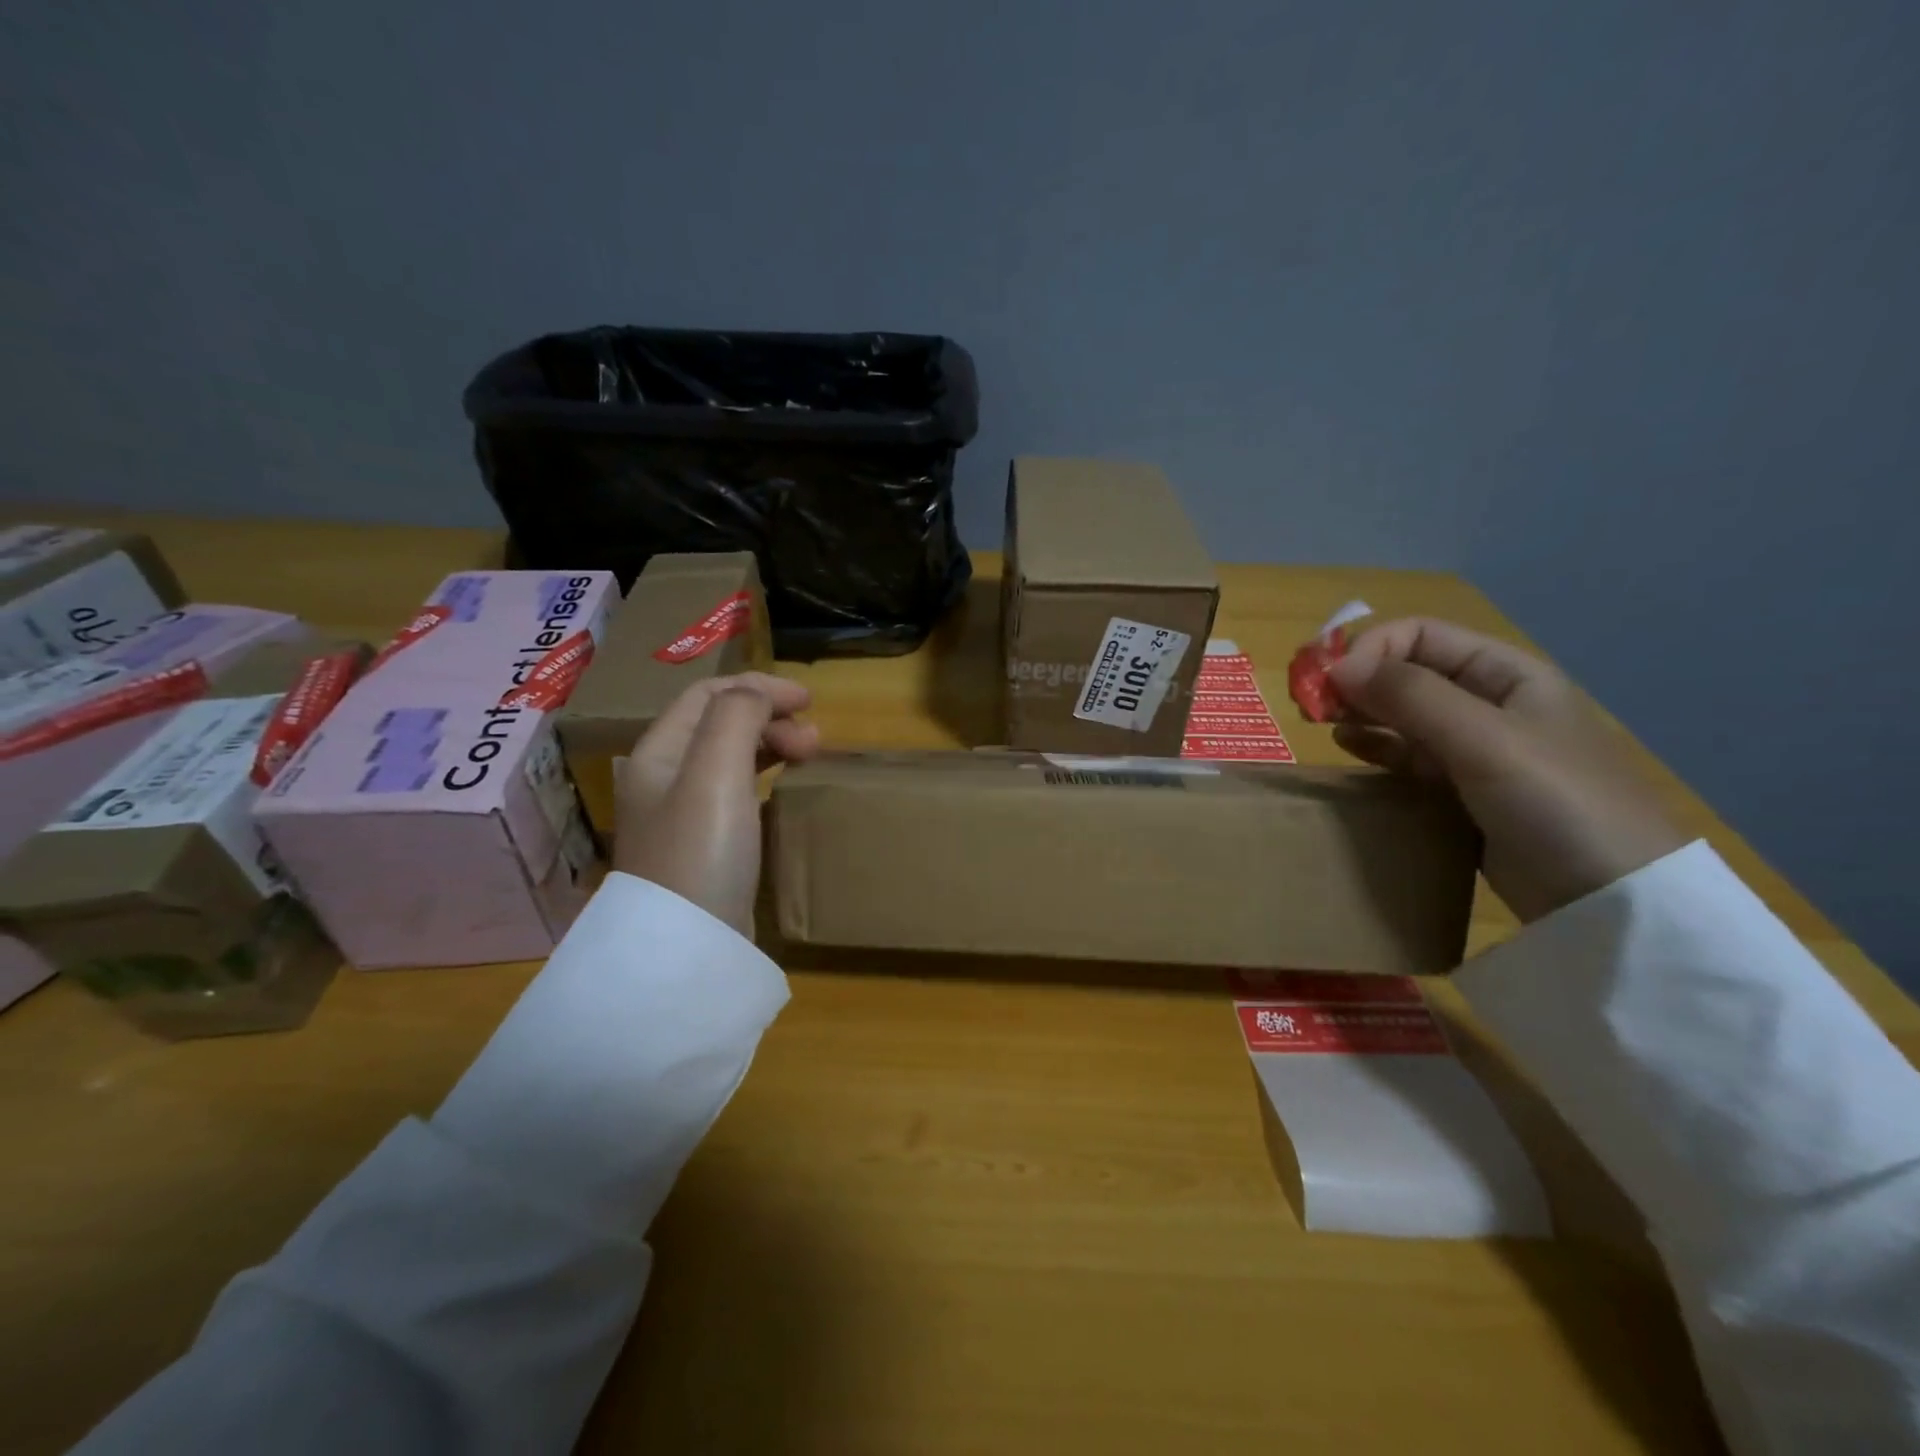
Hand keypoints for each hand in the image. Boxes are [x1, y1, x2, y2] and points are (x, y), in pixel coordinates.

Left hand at [612, 673, 819, 935]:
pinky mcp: (704, 847)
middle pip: (720, 724)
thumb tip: (760, 696)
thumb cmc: (699, 853)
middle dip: (769, 717)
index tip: (810, 701)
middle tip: (814, 740)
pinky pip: (736, 793)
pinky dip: (765, 778)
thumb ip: (736, 718)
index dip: (759, 688)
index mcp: (659, 752)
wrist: (685, 948)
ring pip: (729, 758)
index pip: (708, 695)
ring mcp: (683, 815)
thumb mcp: (714, 773)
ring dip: (770, 745)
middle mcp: (665, 777)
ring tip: (808, 756)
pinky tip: (784, 792)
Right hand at [1327, 619, 1686, 922]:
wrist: (1610, 898)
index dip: (1370, 650)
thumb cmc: (1556, 801)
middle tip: (1310, 704)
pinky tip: (1348, 748)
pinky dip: (1373, 747)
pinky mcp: (1460, 790)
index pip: (1420, 636)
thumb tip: (1336, 665)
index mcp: (1505, 673)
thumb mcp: (1484, 739)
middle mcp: (1487, 703)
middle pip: (1407, 671)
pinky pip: (1406, 755)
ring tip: (1322, 725)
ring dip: (1359, 711)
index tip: (1329, 683)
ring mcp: (1474, 749)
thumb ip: (1410, 696)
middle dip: (1356, 680)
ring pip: (1401, 714)